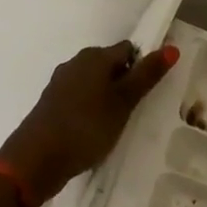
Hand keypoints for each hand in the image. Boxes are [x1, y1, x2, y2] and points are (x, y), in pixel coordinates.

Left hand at [0, 40, 178, 202]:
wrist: (34, 160)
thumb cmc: (86, 127)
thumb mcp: (123, 103)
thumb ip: (146, 76)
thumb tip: (171, 47)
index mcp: (94, 56)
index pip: (128, 50)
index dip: (141, 67)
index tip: (149, 93)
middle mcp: (76, 63)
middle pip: (110, 65)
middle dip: (124, 83)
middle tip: (136, 111)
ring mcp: (60, 84)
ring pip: (93, 83)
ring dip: (107, 99)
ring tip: (117, 125)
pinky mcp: (51, 105)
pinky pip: (79, 100)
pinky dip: (90, 110)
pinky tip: (94, 132)